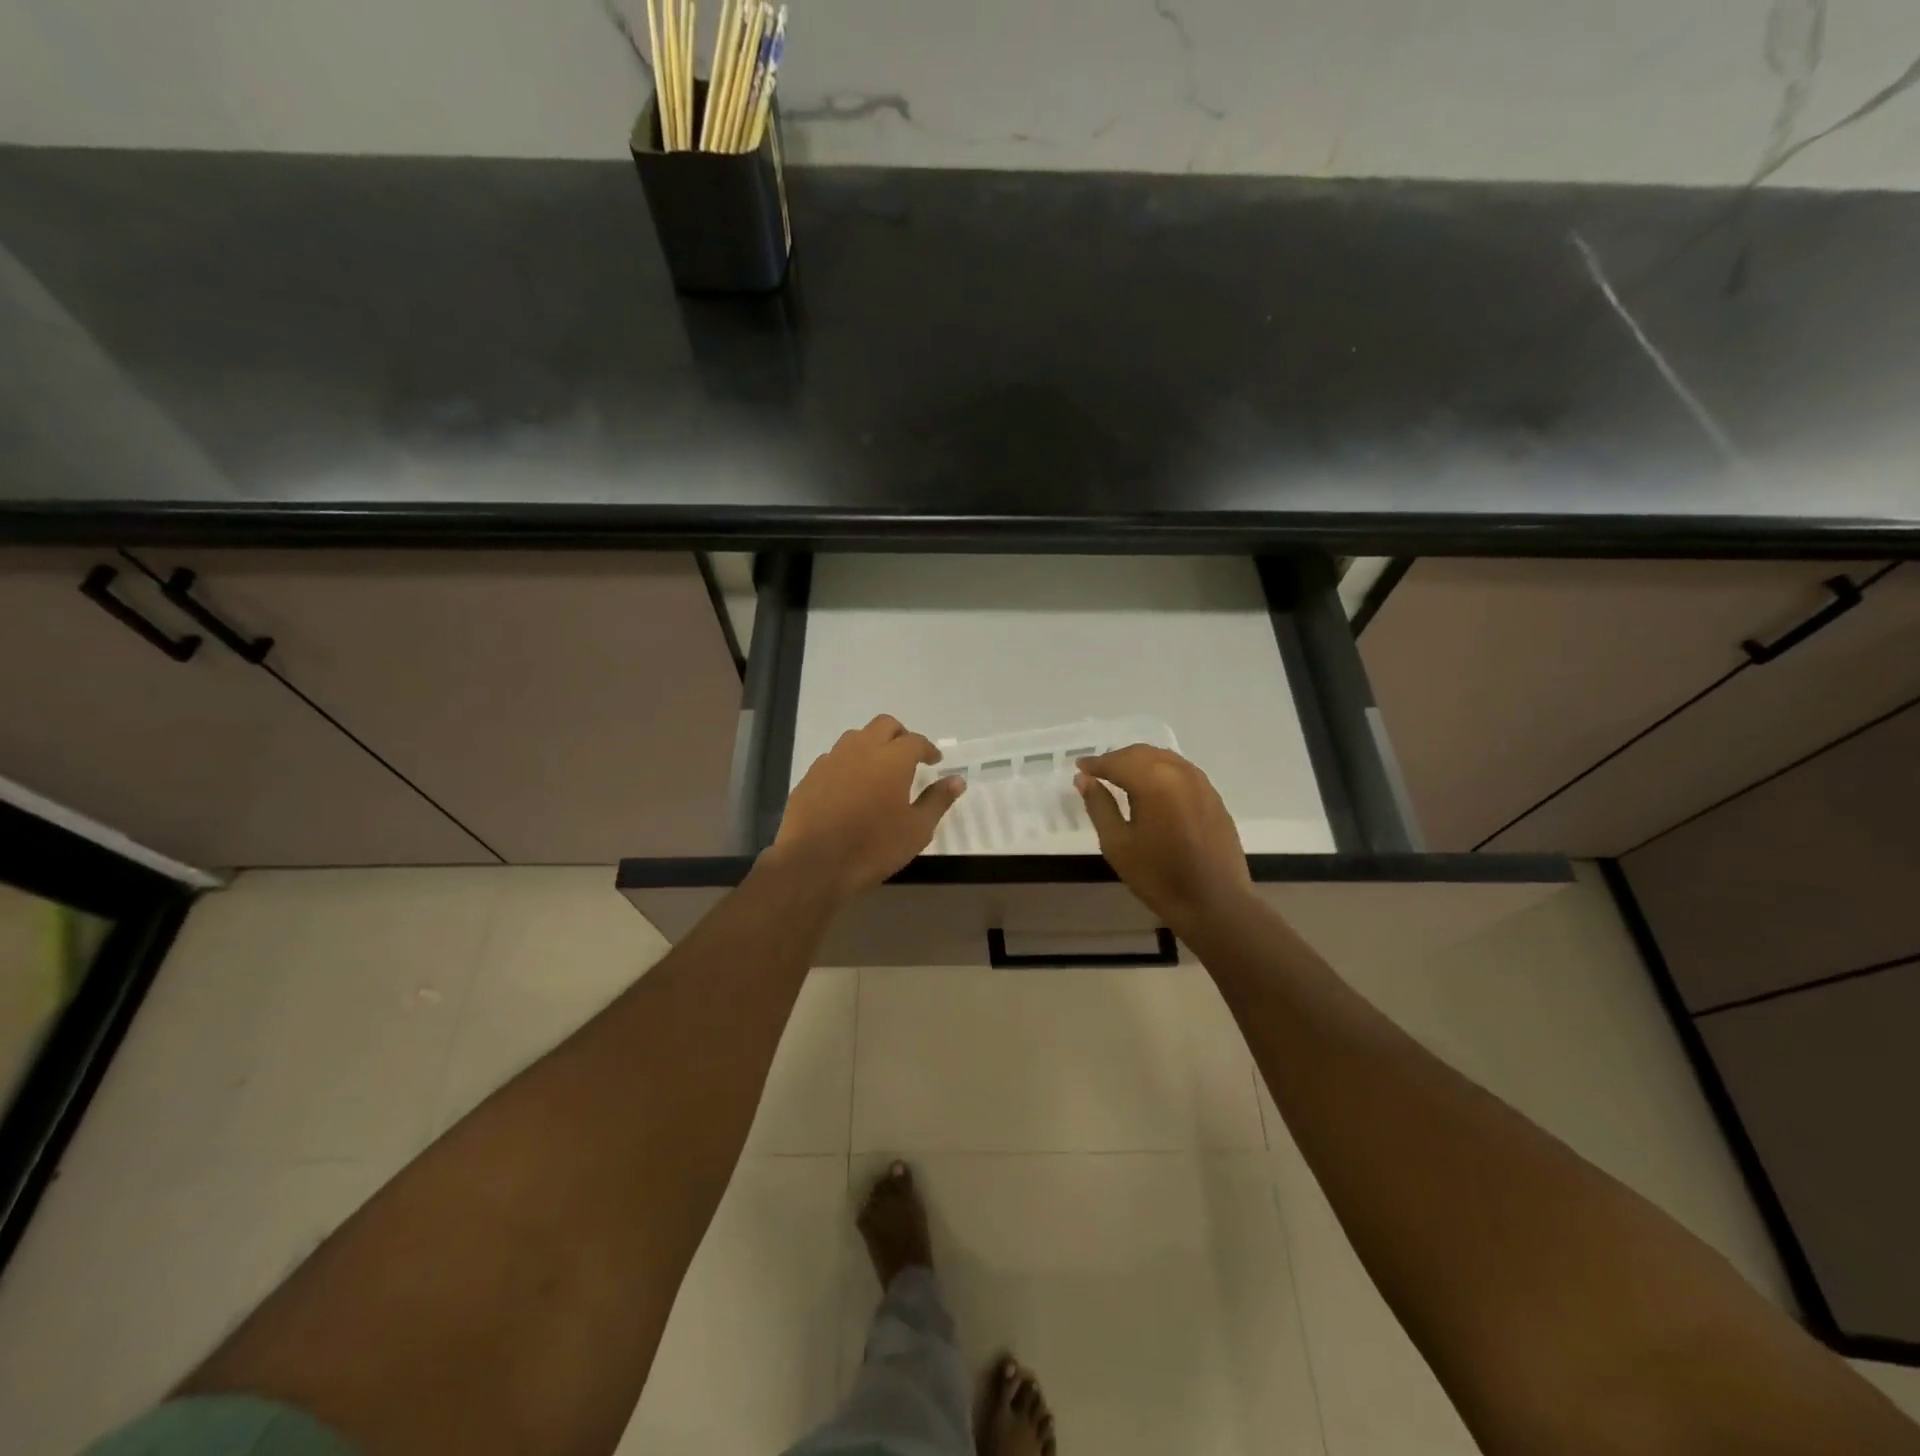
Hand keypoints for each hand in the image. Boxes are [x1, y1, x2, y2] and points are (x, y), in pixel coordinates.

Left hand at [770, 715, 964, 900]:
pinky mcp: (811, 775)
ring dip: (872, 745)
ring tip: (879, 769)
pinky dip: (848, 763)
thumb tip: (957, 780)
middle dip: (900, 736)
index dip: (928, 749)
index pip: (916, 741)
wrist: (813, 863)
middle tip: (908, 757)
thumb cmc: (873, 847)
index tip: (934, 761)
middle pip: (884, 725)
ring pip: (856, 737)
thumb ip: (937, 801)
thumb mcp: (917, 830)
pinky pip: (834, 758)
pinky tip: (851, 786)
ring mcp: (832, 759)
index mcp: (892, 758)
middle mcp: (862, 749)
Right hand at [1076, 744, 1252, 931]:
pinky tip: (1152, 788)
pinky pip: (1181, 771)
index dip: (1095, 764)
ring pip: (1163, 759)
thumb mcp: (1118, 844)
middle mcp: (1179, 772)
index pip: (1117, 762)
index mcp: (1154, 781)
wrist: (1215, 903)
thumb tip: (1084, 780)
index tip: (1079, 767)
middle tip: (1097, 772)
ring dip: (1139, 762)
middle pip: (1141, 754)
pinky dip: (1160, 771)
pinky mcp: (1213, 796)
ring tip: (1121, 777)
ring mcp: (1201, 782)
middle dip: (1117, 759)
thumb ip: (1099, 806)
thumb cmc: (1158, 877)